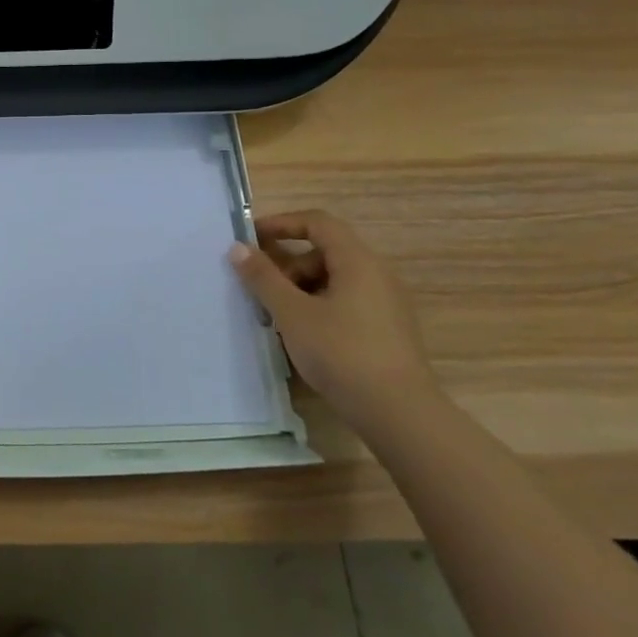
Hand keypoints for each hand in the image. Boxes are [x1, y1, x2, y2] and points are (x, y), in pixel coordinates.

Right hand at [227, 210, 435, 431]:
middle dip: (288, 265)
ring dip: (301, 289)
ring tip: (277, 317)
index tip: (250, 239)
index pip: (318, 222)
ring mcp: (386, 304)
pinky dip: (319, 307)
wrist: (399, 413)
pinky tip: (303, 336)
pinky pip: (346, 302)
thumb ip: (263, 277)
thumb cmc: (341, 353)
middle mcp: (377, 274)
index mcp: (358, 261)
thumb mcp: (292, 313)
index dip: (281, 223)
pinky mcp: (388, 330)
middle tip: (262, 290)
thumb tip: (238, 247)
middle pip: (324, 252)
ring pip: (334, 280)